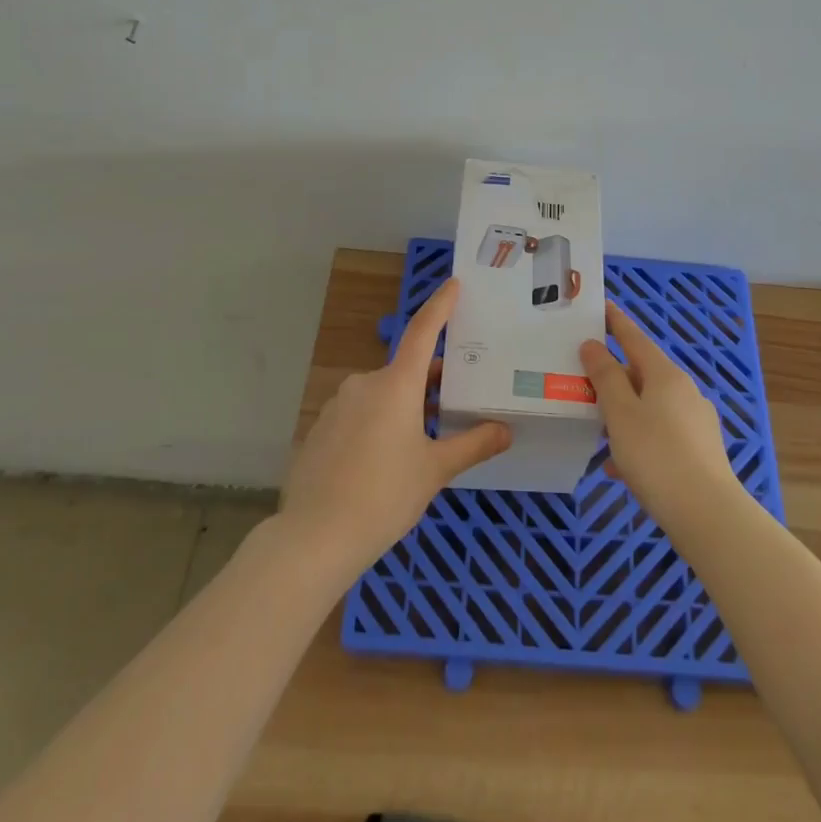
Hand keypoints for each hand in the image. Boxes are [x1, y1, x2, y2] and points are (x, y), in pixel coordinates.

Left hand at [280, 279, 509, 583]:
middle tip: (454, 400)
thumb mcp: (435, 470)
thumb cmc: (384, 495)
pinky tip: (383, 461)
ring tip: (421, 440)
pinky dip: (377, 424)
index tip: (453, 284)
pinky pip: (358, 415)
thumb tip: (505, 431)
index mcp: (396, 384)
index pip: (423, 331)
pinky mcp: (321, 429)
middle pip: (405, 370)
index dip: (440, 306)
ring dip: (403, 405)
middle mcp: (365, 384)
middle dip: (429, 381)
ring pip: (381, 395)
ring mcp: (338, 405)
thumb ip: (472, 445)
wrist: (314, 537)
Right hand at [580, 301, 743, 534]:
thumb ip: (605, 377)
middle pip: (642, 374)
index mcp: (665, 375)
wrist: (708, 515)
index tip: (602, 307)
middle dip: (614, 378)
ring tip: (597, 431)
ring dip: (624, 414)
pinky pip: (660, 435)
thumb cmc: (656, 456)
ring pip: (650, 407)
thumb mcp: (620, 413)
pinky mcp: (700, 452)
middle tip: (584, 383)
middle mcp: (685, 391)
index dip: (616, 323)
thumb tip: (593, 345)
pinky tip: (619, 468)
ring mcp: (696, 422)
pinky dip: (638, 441)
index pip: (635, 338)